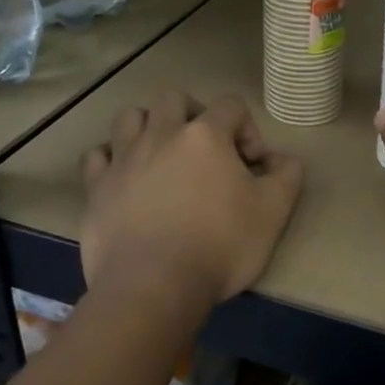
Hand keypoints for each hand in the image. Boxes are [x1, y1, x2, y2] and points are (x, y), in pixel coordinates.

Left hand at [81, 92, 305, 310]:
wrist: (154, 286)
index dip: (248, 130)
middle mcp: (162, 134)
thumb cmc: (220, 245)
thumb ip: (287, 176)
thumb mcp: (274, 212)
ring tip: (162, 155)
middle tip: (205, 150)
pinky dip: (111, 158)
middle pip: (174, 98)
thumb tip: (284, 159)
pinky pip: (97, 155)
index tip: (253, 167)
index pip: (231, 106)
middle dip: (193, 115)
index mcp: (206, 135)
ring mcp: (124, 158)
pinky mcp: (97, 187)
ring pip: (131, 116)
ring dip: (149, 127)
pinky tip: (125, 177)